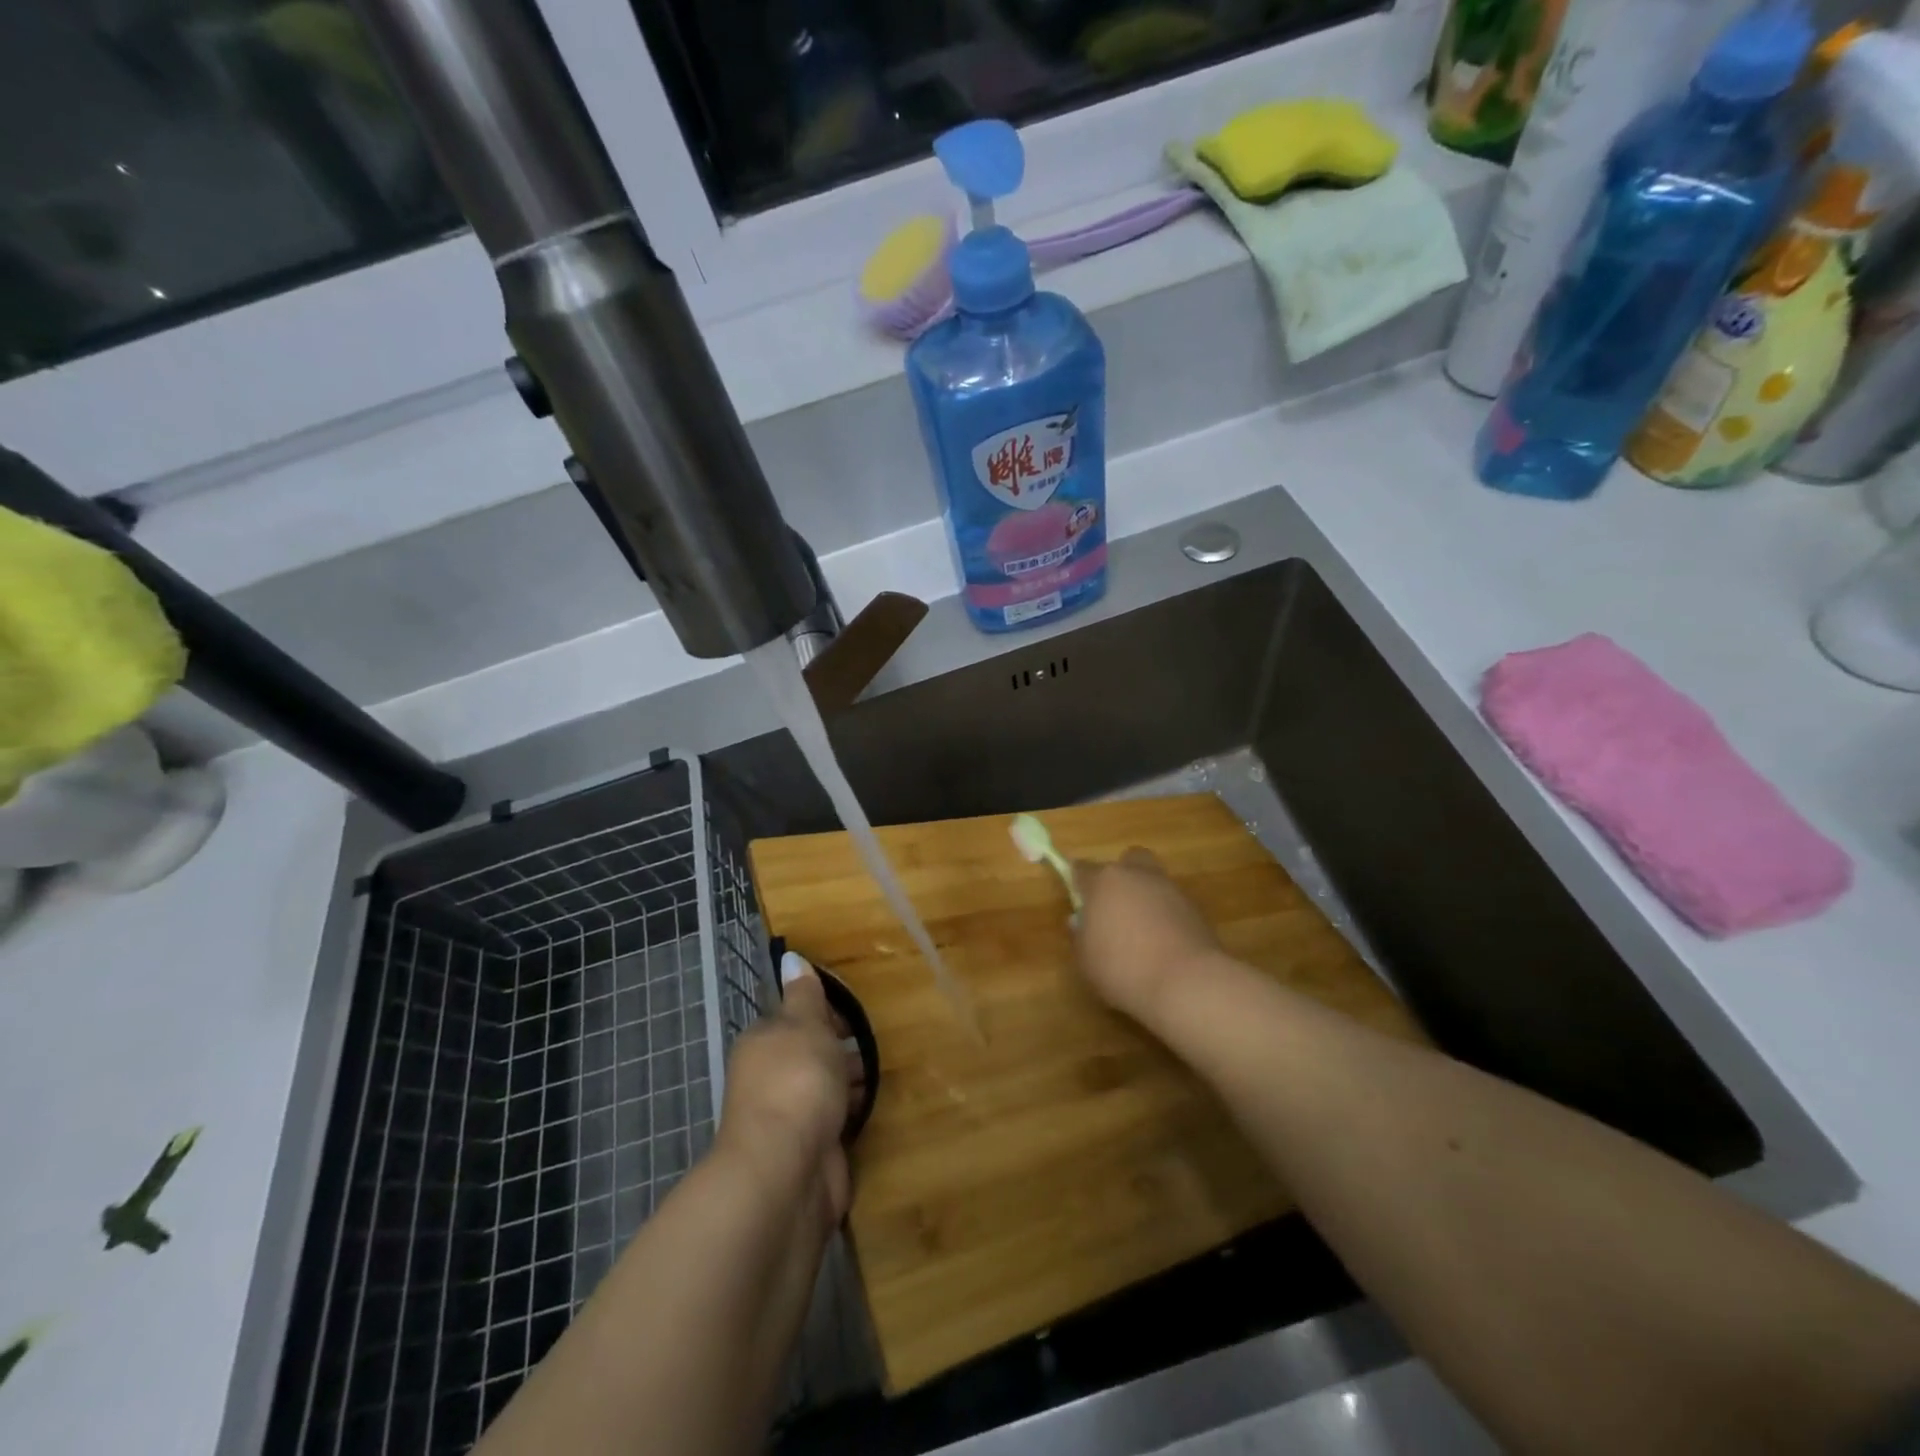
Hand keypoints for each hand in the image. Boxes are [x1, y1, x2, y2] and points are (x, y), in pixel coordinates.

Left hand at [715, 954, 859, 1227]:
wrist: (788, 1169)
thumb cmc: (796, 1080)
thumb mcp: (804, 1024)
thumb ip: (804, 994)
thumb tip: (789, 957)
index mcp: (764, 1042)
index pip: (795, 1017)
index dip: (826, 1012)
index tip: (857, 1012)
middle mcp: (771, 1077)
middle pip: (812, 1052)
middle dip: (843, 1047)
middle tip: (880, 1040)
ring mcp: (791, 1116)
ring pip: (827, 1086)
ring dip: (852, 1080)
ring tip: (888, 1068)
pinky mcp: (813, 1148)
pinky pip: (838, 1118)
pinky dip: (855, 1111)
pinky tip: (879, 1102)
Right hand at [1073, 848, 1222, 1022]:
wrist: (1187, 984)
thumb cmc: (1123, 969)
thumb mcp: (1086, 959)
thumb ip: (1081, 935)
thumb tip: (1081, 921)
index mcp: (1105, 881)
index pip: (1083, 868)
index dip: (1078, 881)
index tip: (1078, 899)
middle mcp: (1139, 876)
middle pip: (1129, 860)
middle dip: (1122, 876)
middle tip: (1114, 906)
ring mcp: (1171, 890)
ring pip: (1154, 881)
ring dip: (1146, 898)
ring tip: (1141, 933)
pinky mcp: (1196, 909)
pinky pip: (1173, 904)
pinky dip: (1167, 917)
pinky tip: (1163, 945)